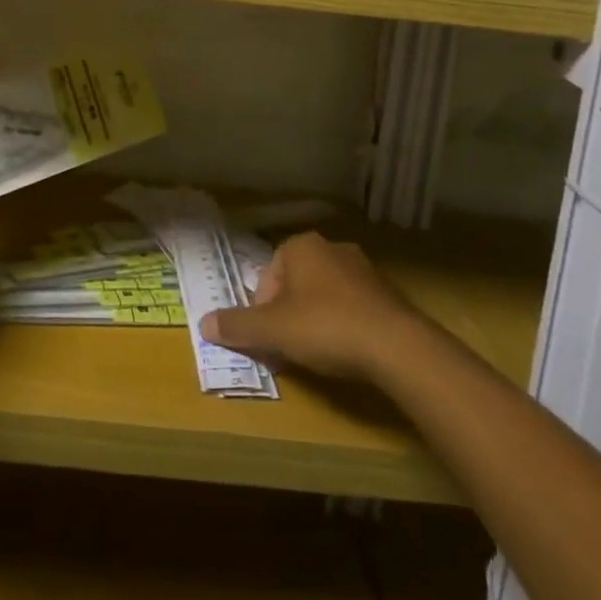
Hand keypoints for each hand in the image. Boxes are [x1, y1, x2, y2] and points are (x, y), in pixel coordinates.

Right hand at [200, 232, 427, 382]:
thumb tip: (204, 323)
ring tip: (319, 353)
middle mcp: (331, 247)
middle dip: (288, 314)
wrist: (396, 345)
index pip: (268, 275)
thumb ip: (238, 326)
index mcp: (301, 246)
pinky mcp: (386, 293)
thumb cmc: (326, 327)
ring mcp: (362, 268)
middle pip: (295, 283)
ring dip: (316, 319)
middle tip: (289, 347)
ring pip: (325, 294)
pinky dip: (344, 325)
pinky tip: (348, 352)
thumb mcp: (274, 330)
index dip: (262, 309)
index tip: (269, 338)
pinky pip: (353, 306)